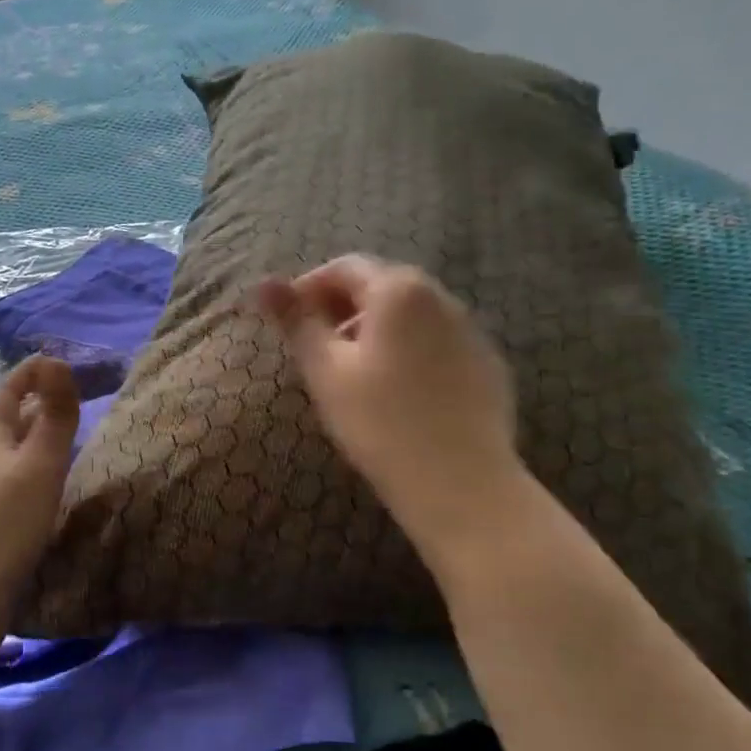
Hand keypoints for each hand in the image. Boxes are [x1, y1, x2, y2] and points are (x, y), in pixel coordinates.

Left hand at [0, 355, 79, 596]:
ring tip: (66, 431)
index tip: (59, 361)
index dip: (30, 371)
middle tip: (71, 394)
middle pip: (6, 416)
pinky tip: (49, 478)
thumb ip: (54, 413)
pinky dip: (34, 462)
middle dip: (35, 398)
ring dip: (35, 431)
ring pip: (11, 446)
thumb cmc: (7, 519)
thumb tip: (57, 360)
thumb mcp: (40, 461)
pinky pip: (14, 473)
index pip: (6, 389)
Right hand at [256, 256, 523, 556]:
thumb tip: (263, 282)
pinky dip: (409, 351)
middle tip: (316, 348)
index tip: (289, 322)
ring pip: (412, 316)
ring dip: (375, 330)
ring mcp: (471, 332)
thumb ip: (296, 321)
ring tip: (353, 372)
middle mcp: (442, 298)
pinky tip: (398, 393)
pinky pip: (438, 343)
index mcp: (399, 291)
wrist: (459, 483)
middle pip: (382, 286)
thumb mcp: (326, 371)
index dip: (309, 288)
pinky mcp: (487, 365)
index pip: (345, 268)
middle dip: (342, 308)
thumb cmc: (380, 422)